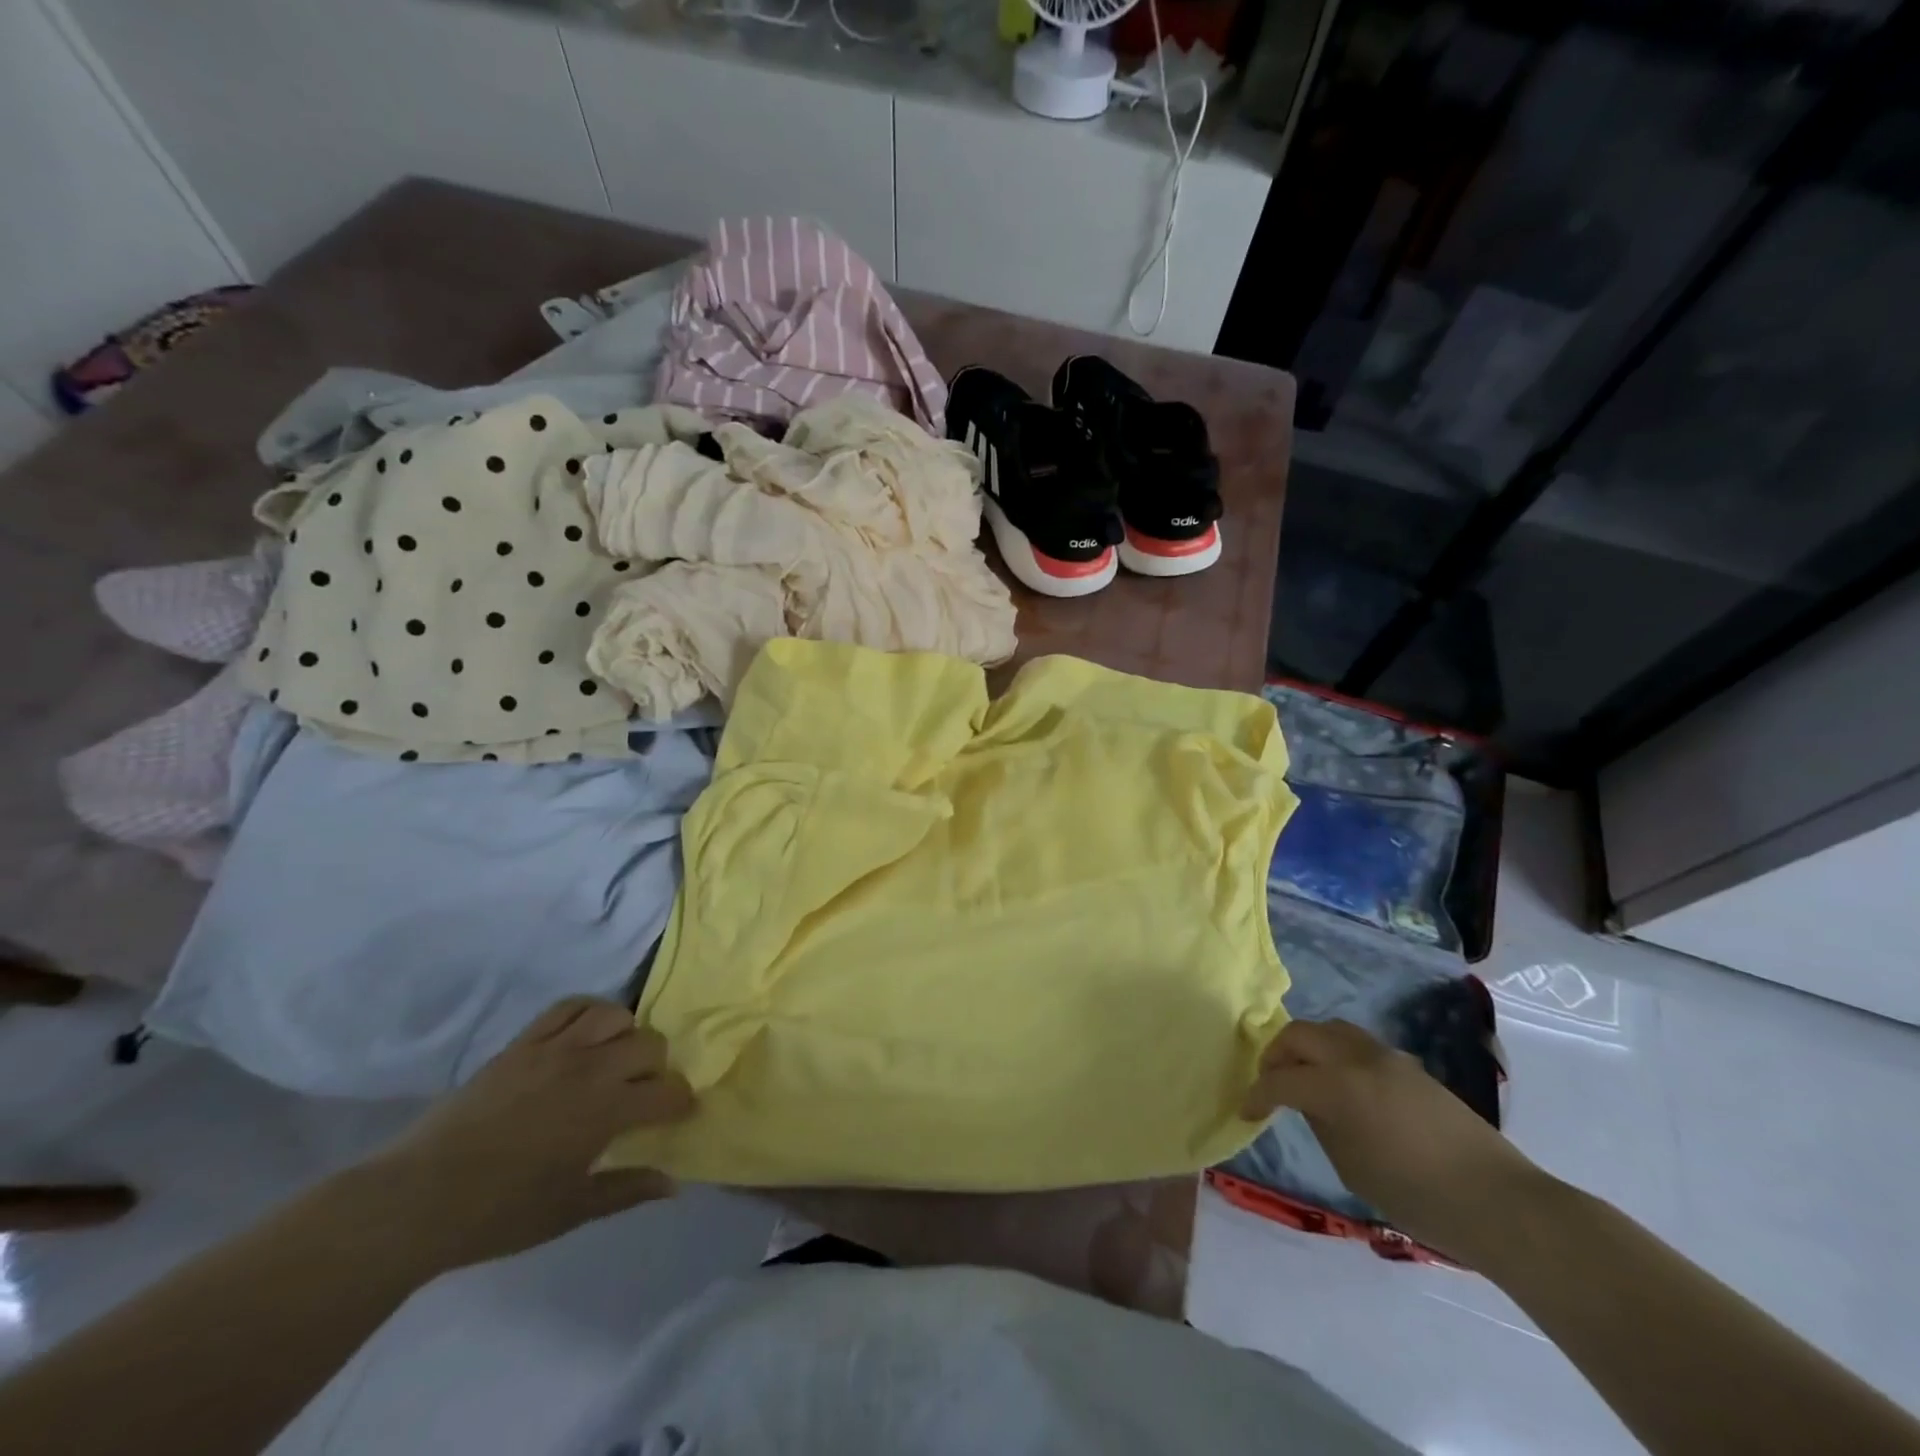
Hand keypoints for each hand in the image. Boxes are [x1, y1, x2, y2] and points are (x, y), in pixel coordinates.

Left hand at [361, 997, 694, 1270]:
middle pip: (649, 1044)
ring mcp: (555, 1049)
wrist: (417, 1198)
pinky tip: (585, 1034)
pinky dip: (589, 1012)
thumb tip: (673, 1183)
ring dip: (625, 1035)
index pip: (666, 1092)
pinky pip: (569, 1006)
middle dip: (657, 1068)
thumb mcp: (570, 1210)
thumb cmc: (499, 1213)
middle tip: (642, 1092)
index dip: (679, 1103)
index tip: (677, 1114)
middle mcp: (590, 1069)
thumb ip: (627, 1190)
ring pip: (615, 1015)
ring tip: (614, 1059)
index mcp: (606, 1111)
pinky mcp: (523, 1042)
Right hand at [1242, 1018, 1546, 1259]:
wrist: (1499, 1201)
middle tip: (1269, 1083)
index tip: (1245, 1111)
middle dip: (1276, 1055)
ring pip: (1329, 1029)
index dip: (1257, 1094)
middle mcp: (1357, 1058)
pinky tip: (1340, 1083)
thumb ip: (1321, 1123)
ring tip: (1302, 1075)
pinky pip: (1357, 1043)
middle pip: (1299, 1035)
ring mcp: (1386, 1056)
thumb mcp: (1352, 1167)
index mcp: (1338, 1086)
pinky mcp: (1409, 1065)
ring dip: (1306, 1046)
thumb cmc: (1418, 1196)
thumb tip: (1308, 1102)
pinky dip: (1335, 1053)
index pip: (1281, 1079)